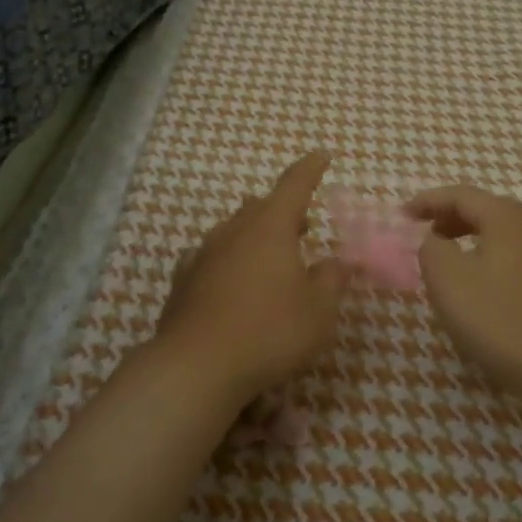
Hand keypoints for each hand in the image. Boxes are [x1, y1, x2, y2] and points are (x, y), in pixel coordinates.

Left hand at [157, 151, 351, 401]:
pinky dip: (227, 259)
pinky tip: (230, 277)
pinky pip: (210, 257)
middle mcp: (234, 232)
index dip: (311, 169)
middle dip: (284, 210)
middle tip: (303, 226)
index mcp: (271, 228)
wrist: (197, 366)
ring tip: (270, 255)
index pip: (294, 185)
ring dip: (255, 234)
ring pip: (233, 230)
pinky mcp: (183, 281)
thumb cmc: (270, 332)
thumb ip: (332, 281)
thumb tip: (338, 262)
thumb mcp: (319, 311)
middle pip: (260, 207)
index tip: (322, 156)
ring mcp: (204, 254)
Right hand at [405, 185, 521, 400]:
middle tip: (426, 234)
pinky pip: (517, 261)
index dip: (429, 201)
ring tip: (450, 262)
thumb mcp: (447, 279)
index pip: (462, 195)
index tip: (403, 214)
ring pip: (504, 238)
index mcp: (507, 219)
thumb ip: (432, 249)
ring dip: (472, 241)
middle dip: (452, 218)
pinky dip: (491, 262)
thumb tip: (435, 241)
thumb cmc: (498, 317)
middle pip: (487, 211)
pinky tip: (482, 290)